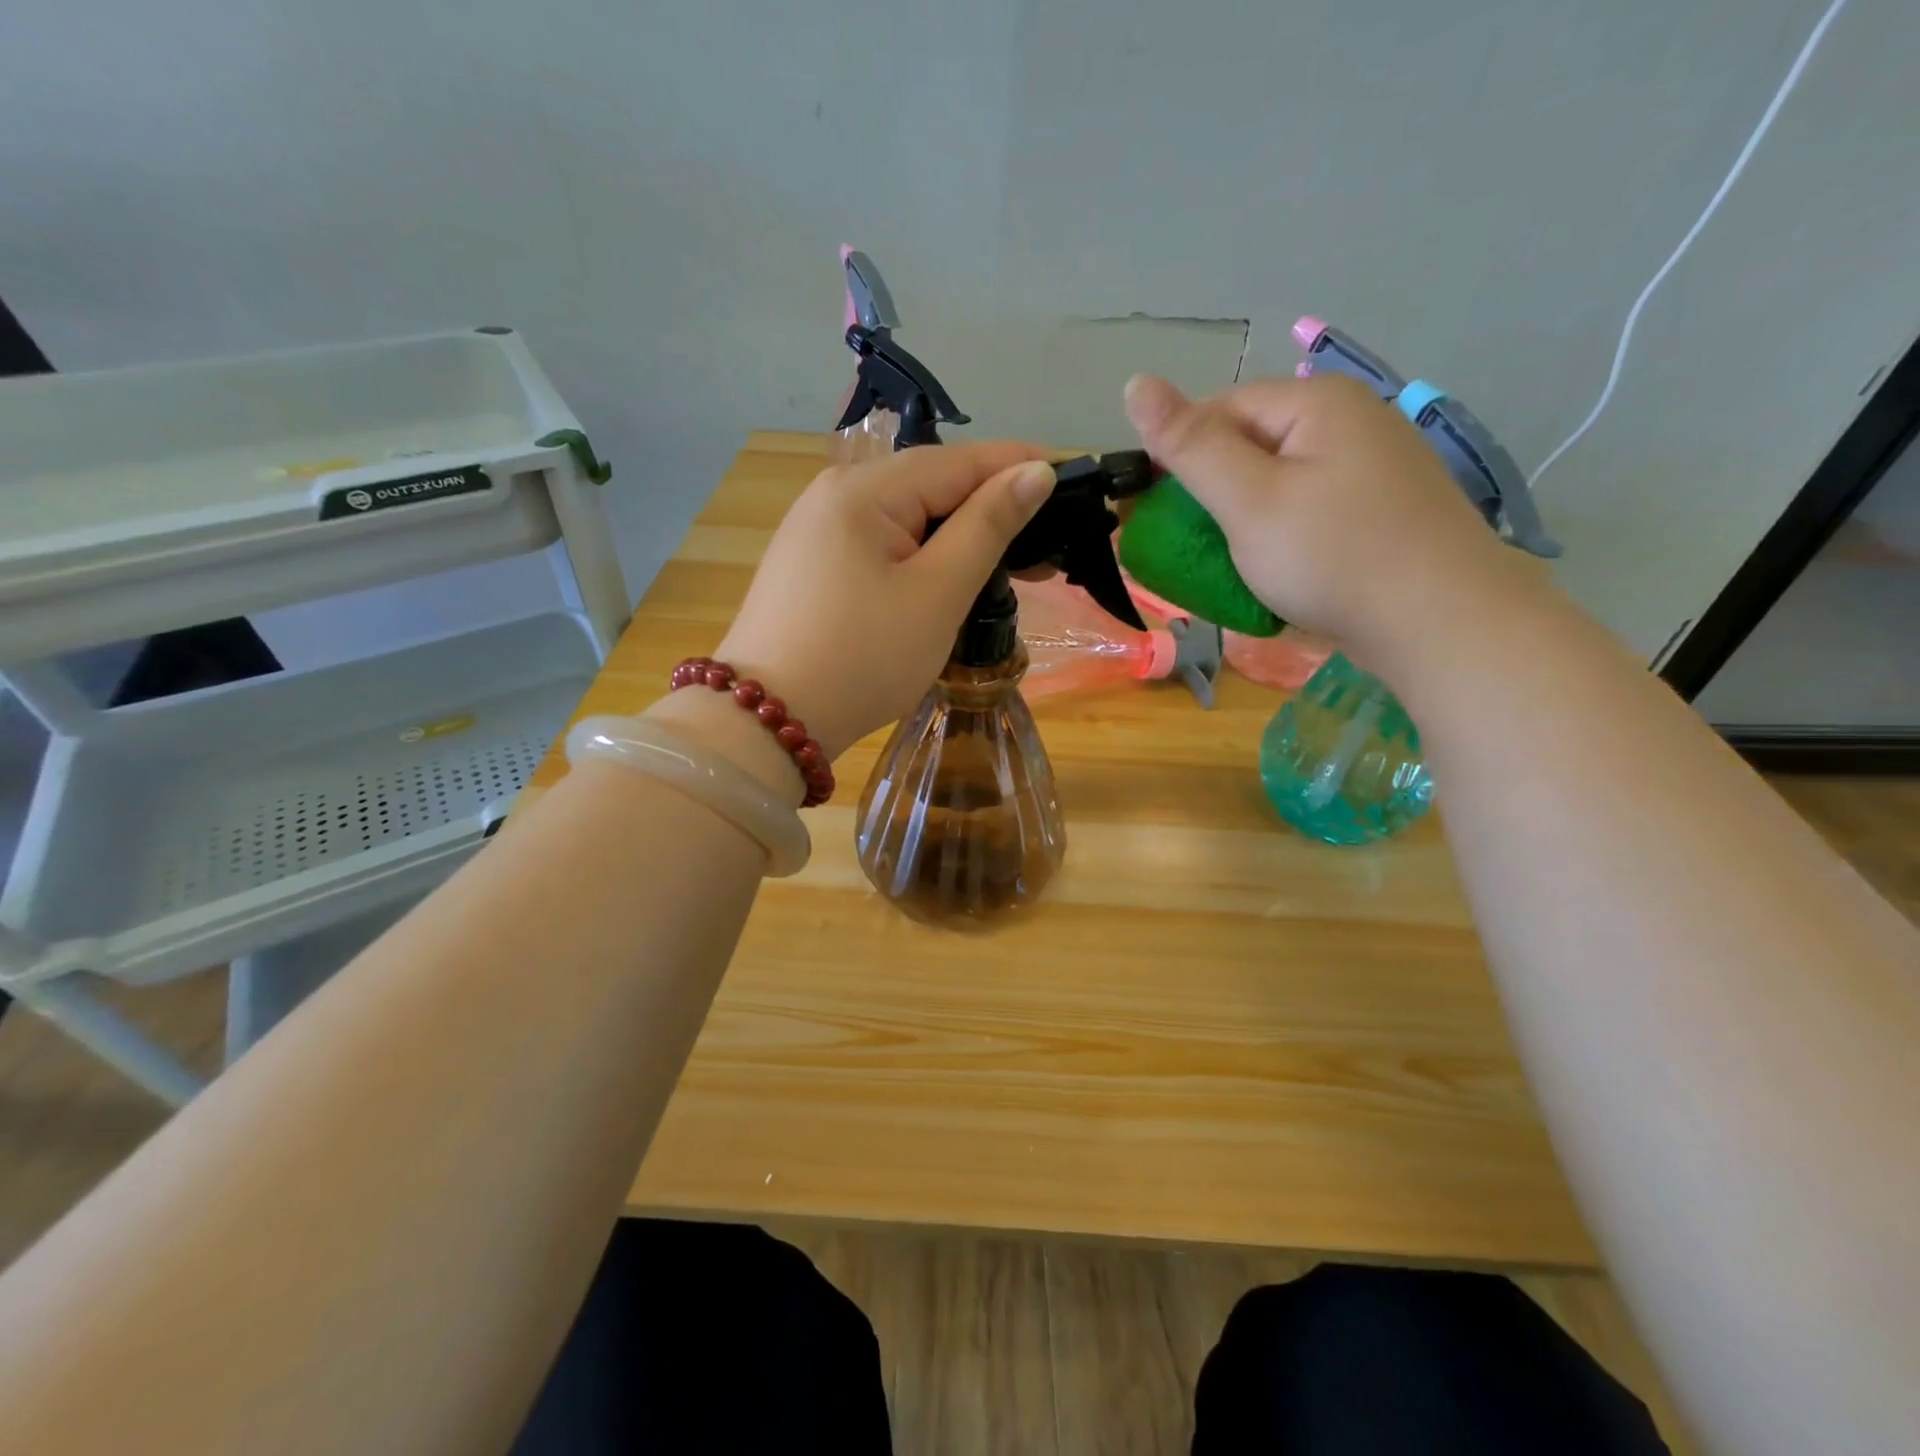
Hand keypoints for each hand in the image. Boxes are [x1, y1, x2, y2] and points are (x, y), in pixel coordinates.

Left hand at [704, 443, 1055, 762]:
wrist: (768, 721)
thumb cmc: (862, 657)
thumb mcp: (937, 592)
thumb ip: (988, 526)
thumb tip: (1035, 470)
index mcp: (866, 489)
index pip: (963, 460)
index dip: (1023, 467)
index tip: (1078, 483)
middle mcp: (836, 494)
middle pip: (934, 485)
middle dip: (995, 510)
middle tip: (1052, 547)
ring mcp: (818, 530)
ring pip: (910, 519)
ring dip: (962, 538)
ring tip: (1014, 568)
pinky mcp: (814, 566)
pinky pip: (884, 546)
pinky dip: (925, 558)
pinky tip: (951, 579)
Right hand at [1123, 372, 1530, 661]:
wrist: (1441, 625)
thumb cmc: (1334, 557)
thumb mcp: (1249, 501)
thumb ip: (1190, 445)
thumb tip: (1135, 382)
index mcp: (1317, 402)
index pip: (1221, 409)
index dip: (1178, 455)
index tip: (1152, 512)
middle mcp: (1351, 420)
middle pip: (1252, 444)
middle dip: (1211, 493)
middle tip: (1187, 548)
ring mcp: (1373, 467)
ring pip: (1280, 481)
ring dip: (1242, 520)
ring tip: (1225, 564)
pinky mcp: (1381, 511)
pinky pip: (1309, 510)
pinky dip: (1279, 536)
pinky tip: (1274, 570)